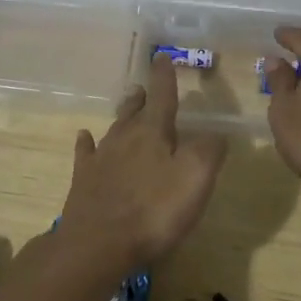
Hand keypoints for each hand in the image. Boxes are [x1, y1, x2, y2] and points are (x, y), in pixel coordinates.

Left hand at [61, 54, 226, 266]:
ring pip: (114, 128)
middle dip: (143, 97)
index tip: (162, 57)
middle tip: (145, 87)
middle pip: (135, 110)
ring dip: (123, 115)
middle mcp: (125, 137)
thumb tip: (216, 134)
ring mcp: (101, 158)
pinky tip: (85, 138)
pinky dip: (87, 143)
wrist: (98, 244)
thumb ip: (210, 151)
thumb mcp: (196, 178)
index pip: (163, 95)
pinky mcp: (84, 180)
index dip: (165, 76)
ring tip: (128, 106)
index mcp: (154, 132)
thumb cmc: (154, 210)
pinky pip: (86, 153)